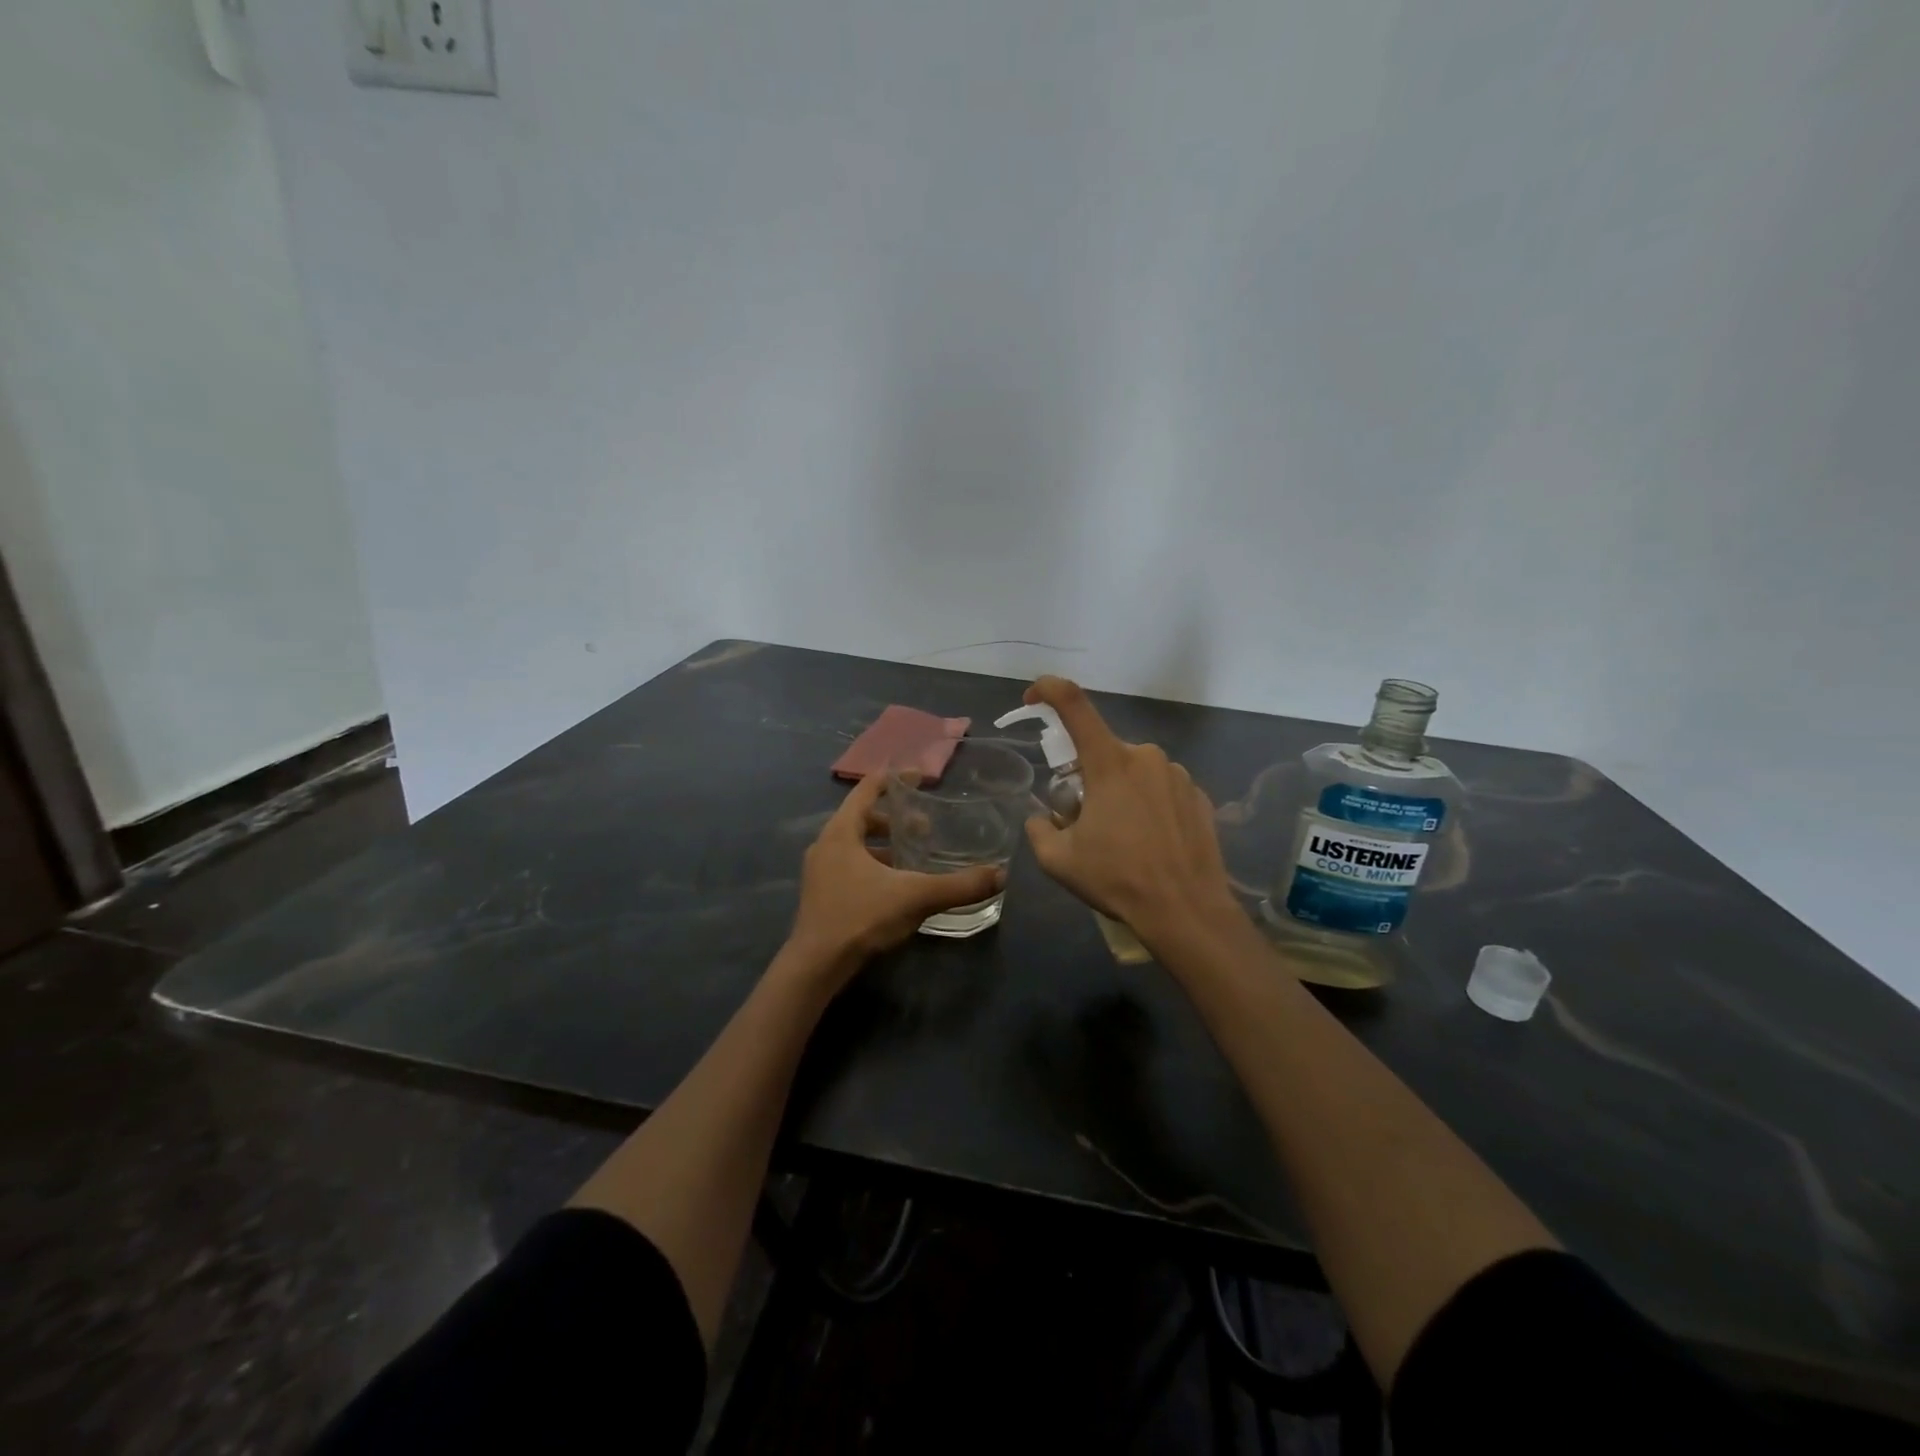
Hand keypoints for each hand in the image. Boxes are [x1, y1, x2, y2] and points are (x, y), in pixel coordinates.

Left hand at [784, 773, 1004, 986]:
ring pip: (855, 844)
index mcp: (841, 832)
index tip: (919, 777)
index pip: (866, 790)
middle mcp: (826, 845)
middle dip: (893, 818)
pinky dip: (873, 864)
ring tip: (914, 854)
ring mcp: (820, 871)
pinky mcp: (821, 894)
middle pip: (861, 817)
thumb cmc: (861, 918)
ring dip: (883, 844)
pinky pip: (850, 865)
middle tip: (924, 825)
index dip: (893, 780)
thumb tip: (1000, 875)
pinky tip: (895, 884)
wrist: (816, 966)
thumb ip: (958, 886)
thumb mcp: (915, 897)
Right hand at [1020, 677, 1239, 945]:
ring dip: (1120, 793)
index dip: (1049, 690)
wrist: (1187, 911)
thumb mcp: (1059, 860)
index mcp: (1109, 763)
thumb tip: (1042, 818)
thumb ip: (1039, 829)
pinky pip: (1162, 790)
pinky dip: (1149, 806)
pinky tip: (1152, 843)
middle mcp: (1146, 757)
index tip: (1033, 695)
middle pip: (1103, 752)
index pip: (1074, 705)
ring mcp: (1178, 775)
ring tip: (1123, 839)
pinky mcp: (1200, 796)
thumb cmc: (1118, 879)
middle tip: (1085, 820)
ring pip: (1134, 772)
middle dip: (1087, 777)